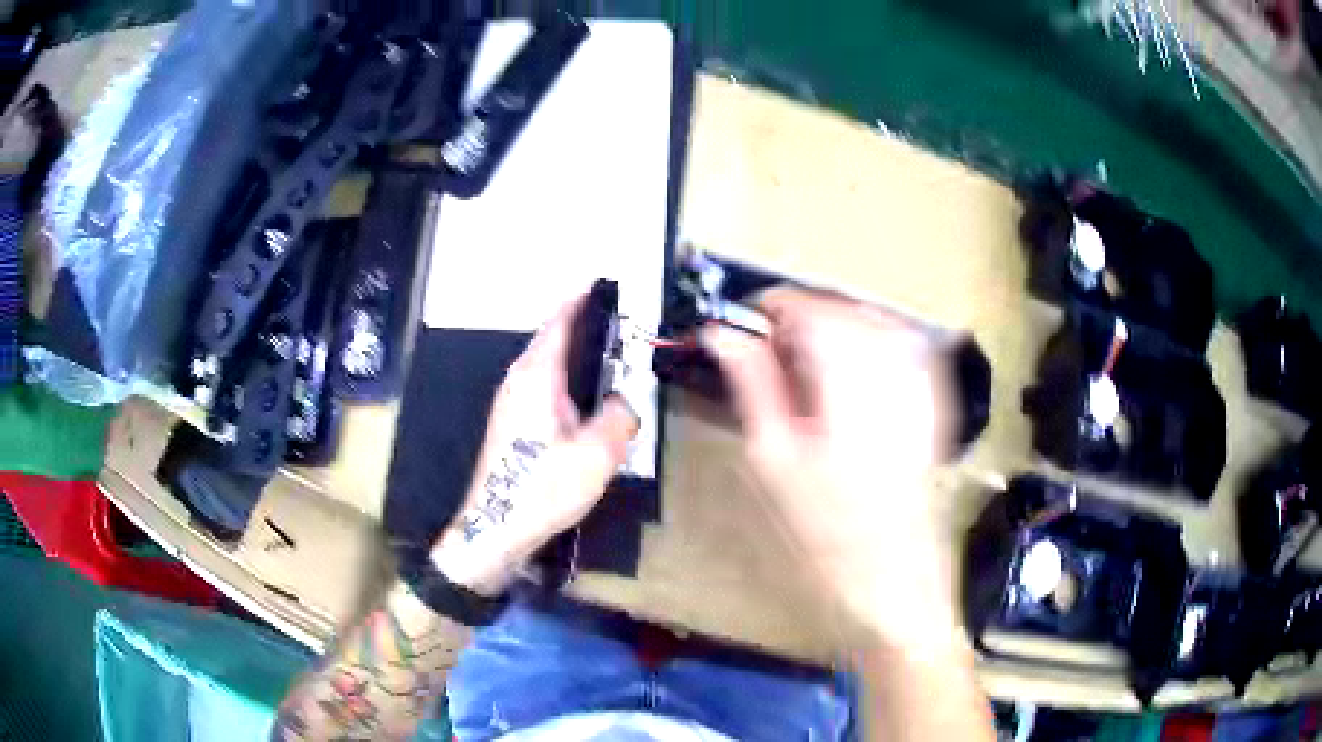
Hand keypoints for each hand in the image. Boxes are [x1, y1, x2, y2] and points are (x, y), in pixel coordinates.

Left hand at [430, 294, 638, 596]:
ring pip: (546, 366)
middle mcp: (519, 382)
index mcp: (537, 377)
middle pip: (551, 341)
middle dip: (581, 328)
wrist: (496, 527)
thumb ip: (619, 416)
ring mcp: (510, 404)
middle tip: (618, 326)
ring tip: (608, 359)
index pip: (558, 324)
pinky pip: (543, 388)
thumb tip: (623, 401)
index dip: (580, 302)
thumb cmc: (543, 487)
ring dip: (574, 357)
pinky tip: (586, 401)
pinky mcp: (511, 425)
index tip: (601, 285)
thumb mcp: (597, 453)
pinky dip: (565, 381)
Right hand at [702, 288, 959, 648]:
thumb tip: (722, 335)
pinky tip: (848, 377)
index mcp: (852, 381)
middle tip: (768, 355)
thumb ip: (752, 384)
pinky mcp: (935, 398)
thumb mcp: (774, 460)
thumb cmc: (826, 532)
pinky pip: (899, 344)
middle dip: (801, 319)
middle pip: (843, 307)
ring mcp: (923, 381)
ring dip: (833, 330)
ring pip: (871, 320)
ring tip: (805, 369)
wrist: (896, 577)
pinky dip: (866, 345)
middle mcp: (895, 368)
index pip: (810, 307)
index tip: (742, 326)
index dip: (771, 306)